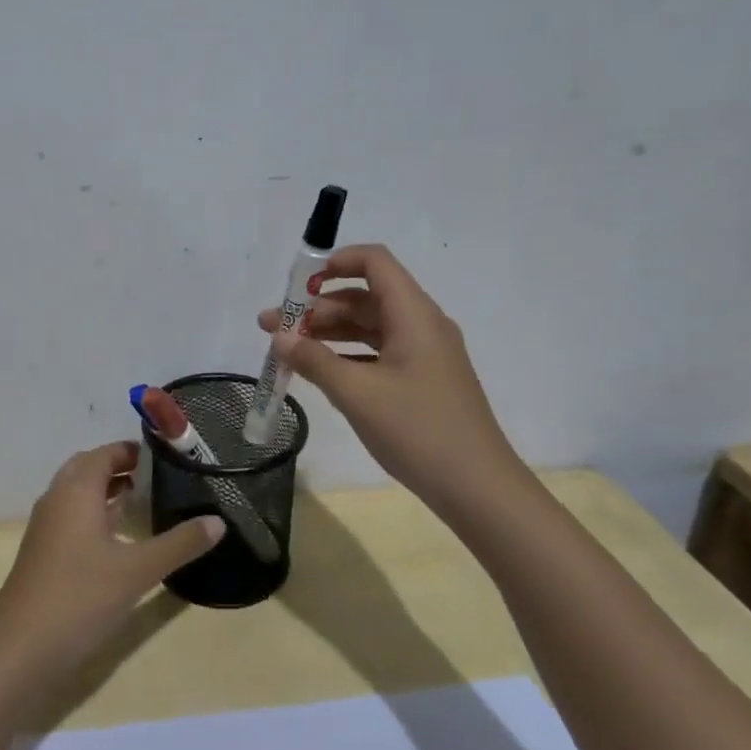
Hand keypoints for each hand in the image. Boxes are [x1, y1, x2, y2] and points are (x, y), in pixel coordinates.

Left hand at [0, 441, 221, 680]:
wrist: (21, 648)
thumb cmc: (81, 597)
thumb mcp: (138, 570)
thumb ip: (179, 544)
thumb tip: (218, 522)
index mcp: (76, 489)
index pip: (106, 453)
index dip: (134, 450)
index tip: (168, 456)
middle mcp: (57, 498)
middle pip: (88, 467)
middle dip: (120, 467)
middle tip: (157, 477)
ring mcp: (45, 526)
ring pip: (77, 493)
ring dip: (106, 491)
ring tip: (144, 500)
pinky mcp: (42, 551)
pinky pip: (71, 516)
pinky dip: (94, 514)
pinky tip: (118, 538)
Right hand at [257, 244, 533, 517]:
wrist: (477, 487)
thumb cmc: (417, 430)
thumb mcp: (356, 393)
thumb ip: (313, 360)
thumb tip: (279, 337)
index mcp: (413, 315)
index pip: (374, 262)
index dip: (334, 263)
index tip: (296, 287)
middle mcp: (421, 325)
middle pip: (365, 297)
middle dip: (316, 308)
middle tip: (273, 329)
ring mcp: (424, 354)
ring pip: (369, 327)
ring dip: (327, 333)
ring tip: (286, 350)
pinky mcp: (422, 380)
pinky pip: (377, 353)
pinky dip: (346, 356)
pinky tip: (318, 373)